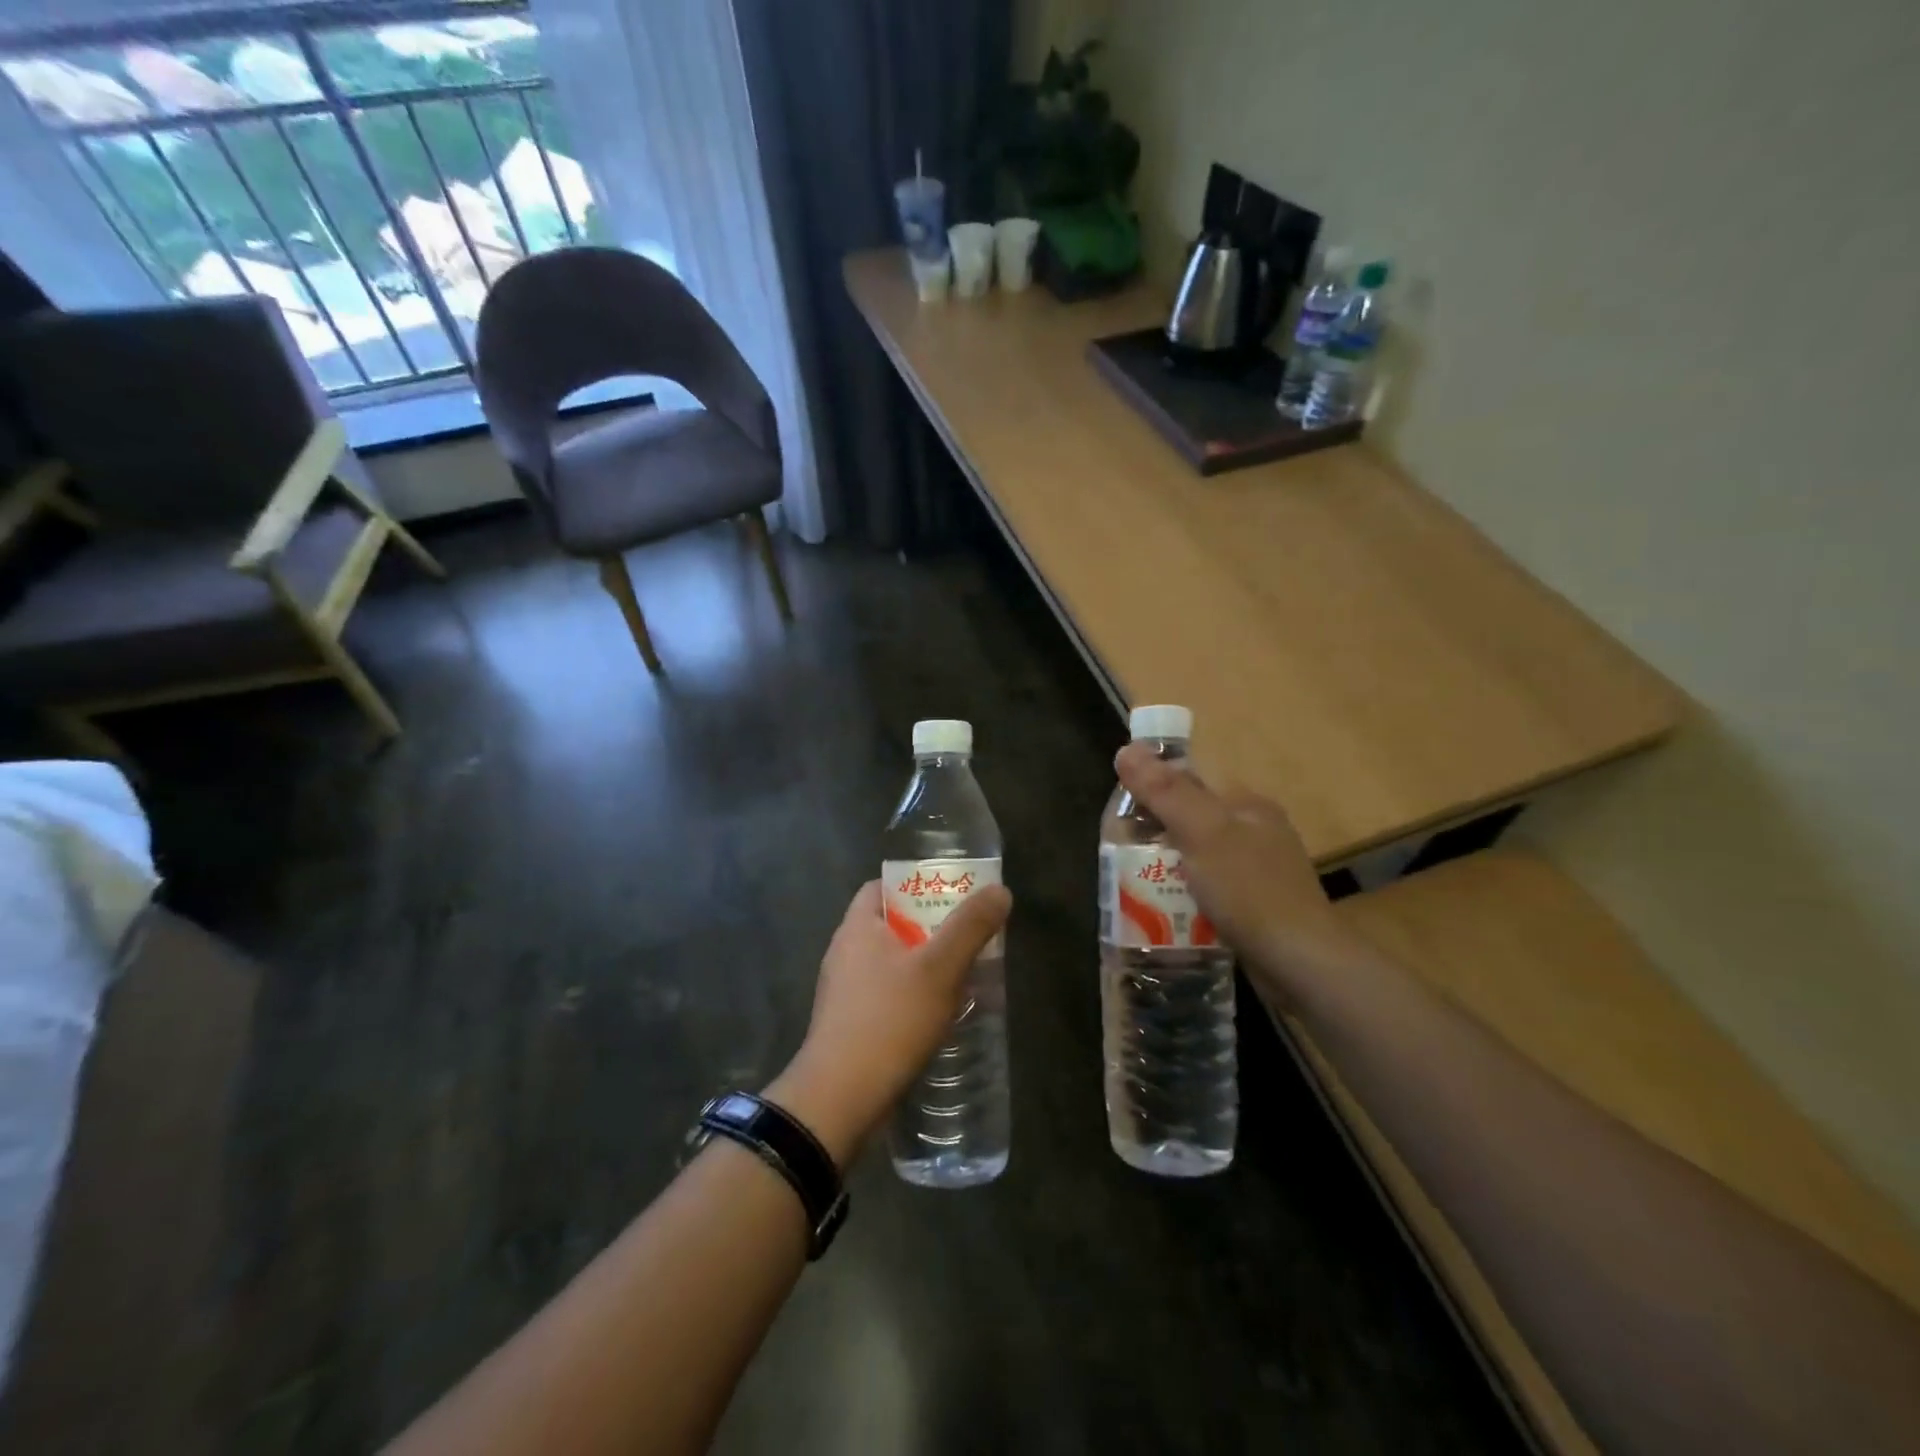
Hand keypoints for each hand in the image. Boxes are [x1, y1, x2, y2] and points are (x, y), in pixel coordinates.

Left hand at [766, 879, 1011, 1166]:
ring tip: (963, 976)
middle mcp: (844, 953)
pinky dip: (912, 997)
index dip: (915, 884)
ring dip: (924, 966)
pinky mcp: (849, 1026)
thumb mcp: (939, 969)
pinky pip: (886, 996)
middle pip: (891, 926)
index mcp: (857, 928)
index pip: (881, 887)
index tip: (950, 895)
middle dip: (930, 929)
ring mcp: (843, 992)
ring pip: (891, 964)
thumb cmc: (889, 1021)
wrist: (840, 1100)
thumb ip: (970, 927)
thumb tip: (999, 890)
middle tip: (968, 937)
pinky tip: (940, 1015)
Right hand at [1115, 743, 1366, 1007]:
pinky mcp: (1257, 907)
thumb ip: (1165, 791)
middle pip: (1192, 821)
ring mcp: (1259, 871)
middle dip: (1156, 836)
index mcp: (1247, 805)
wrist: (1301, 964)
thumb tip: (1126, 749)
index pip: (1191, 782)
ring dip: (1169, 869)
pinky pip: (1210, 890)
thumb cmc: (1250, 890)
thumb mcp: (1201, 832)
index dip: (1153, 792)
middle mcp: (1257, 831)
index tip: (1122, 817)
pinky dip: (1187, 896)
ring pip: (1199, 858)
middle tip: (1122, 857)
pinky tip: (1169, 912)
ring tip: (1136, 887)